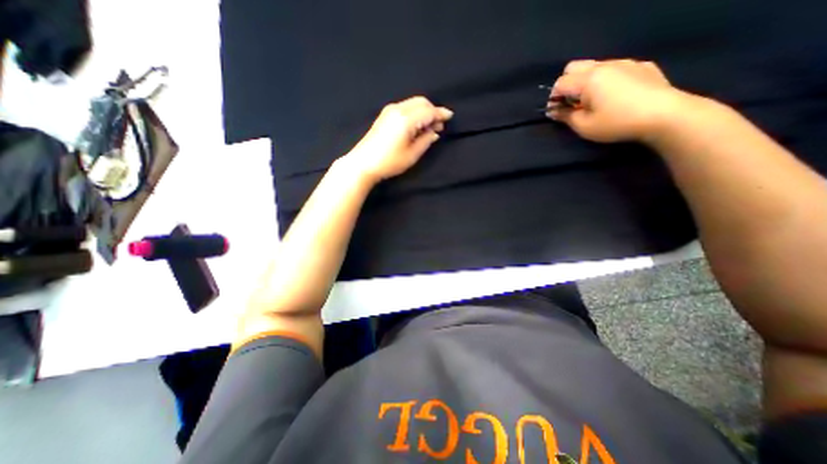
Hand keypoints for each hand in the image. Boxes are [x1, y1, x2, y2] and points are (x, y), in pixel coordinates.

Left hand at [347, 95, 455, 183]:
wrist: (363, 163)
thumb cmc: (389, 162)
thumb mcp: (412, 155)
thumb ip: (425, 140)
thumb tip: (434, 132)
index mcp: (406, 119)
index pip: (428, 111)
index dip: (440, 113)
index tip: (450, 116)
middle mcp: (398, 109)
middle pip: (421, 102)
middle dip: (433, 111)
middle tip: (439, 126)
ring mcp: (389, 110)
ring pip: (413, 103)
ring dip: (424, 111)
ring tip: (429, 127)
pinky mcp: (385, 115)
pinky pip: (405, 107)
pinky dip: (415, 113)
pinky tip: (417, 125)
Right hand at [547, 59, 687, 142]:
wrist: (665, 115)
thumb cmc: (616, 123)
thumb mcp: (584, 126)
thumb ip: (565, 116)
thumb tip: (553, 111)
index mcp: (588, 79)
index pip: (560, 83)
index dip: (553, 98)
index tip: (556, 112)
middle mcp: (604, 65)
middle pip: (574, 67)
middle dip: (566, 84)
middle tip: (570, 103)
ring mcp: (625, 63)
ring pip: (594, 66)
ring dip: (585, 81)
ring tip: (591, 101)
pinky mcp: (641, 66)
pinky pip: (614, 68)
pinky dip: (605, 79)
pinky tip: (614, 95)